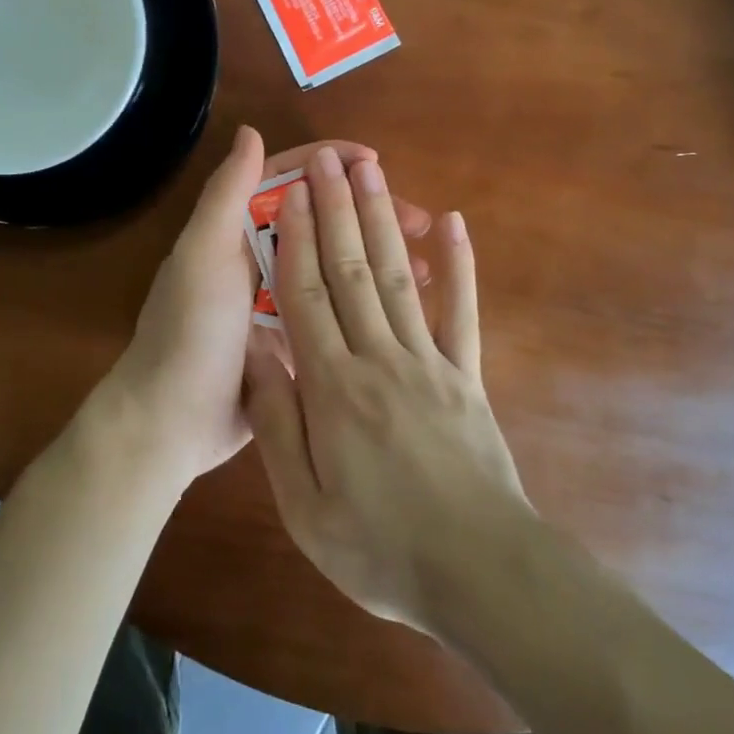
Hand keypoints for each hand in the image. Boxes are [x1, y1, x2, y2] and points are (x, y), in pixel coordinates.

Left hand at [101, 129, 431, 491]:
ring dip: (377, 256)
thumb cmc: (189, 329)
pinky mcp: (295, 339)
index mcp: (235, 229)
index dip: (329, 164)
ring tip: (427, 262)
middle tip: (418, 219)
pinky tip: (410, 304)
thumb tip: (252, 131)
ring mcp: (279, 300)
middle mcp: (259, 257)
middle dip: (368, 212)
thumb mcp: (204, 255)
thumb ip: (227, 194)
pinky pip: (338, 308)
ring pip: (336, 264)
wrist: (172, 421)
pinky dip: (371, 302)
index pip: (288, 179)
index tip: (375, 164)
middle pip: (320, 220)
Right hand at [243, 147, 530, 633]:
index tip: (289, 192)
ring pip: (397, 276)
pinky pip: (461, 311)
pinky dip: (457, 264)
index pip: (305, 296)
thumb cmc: (381, 548)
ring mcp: (429, 361)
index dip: (296, 239)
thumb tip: (252, 353)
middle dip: (336, 209)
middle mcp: (378, 358)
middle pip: (350, 270)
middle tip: (326, 158)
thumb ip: (275, 422)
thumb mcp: (304, 504)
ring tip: (371, 171)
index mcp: (332, 387)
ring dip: (383, 219)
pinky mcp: (468, 376)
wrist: (481, 575)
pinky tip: (450, 222)